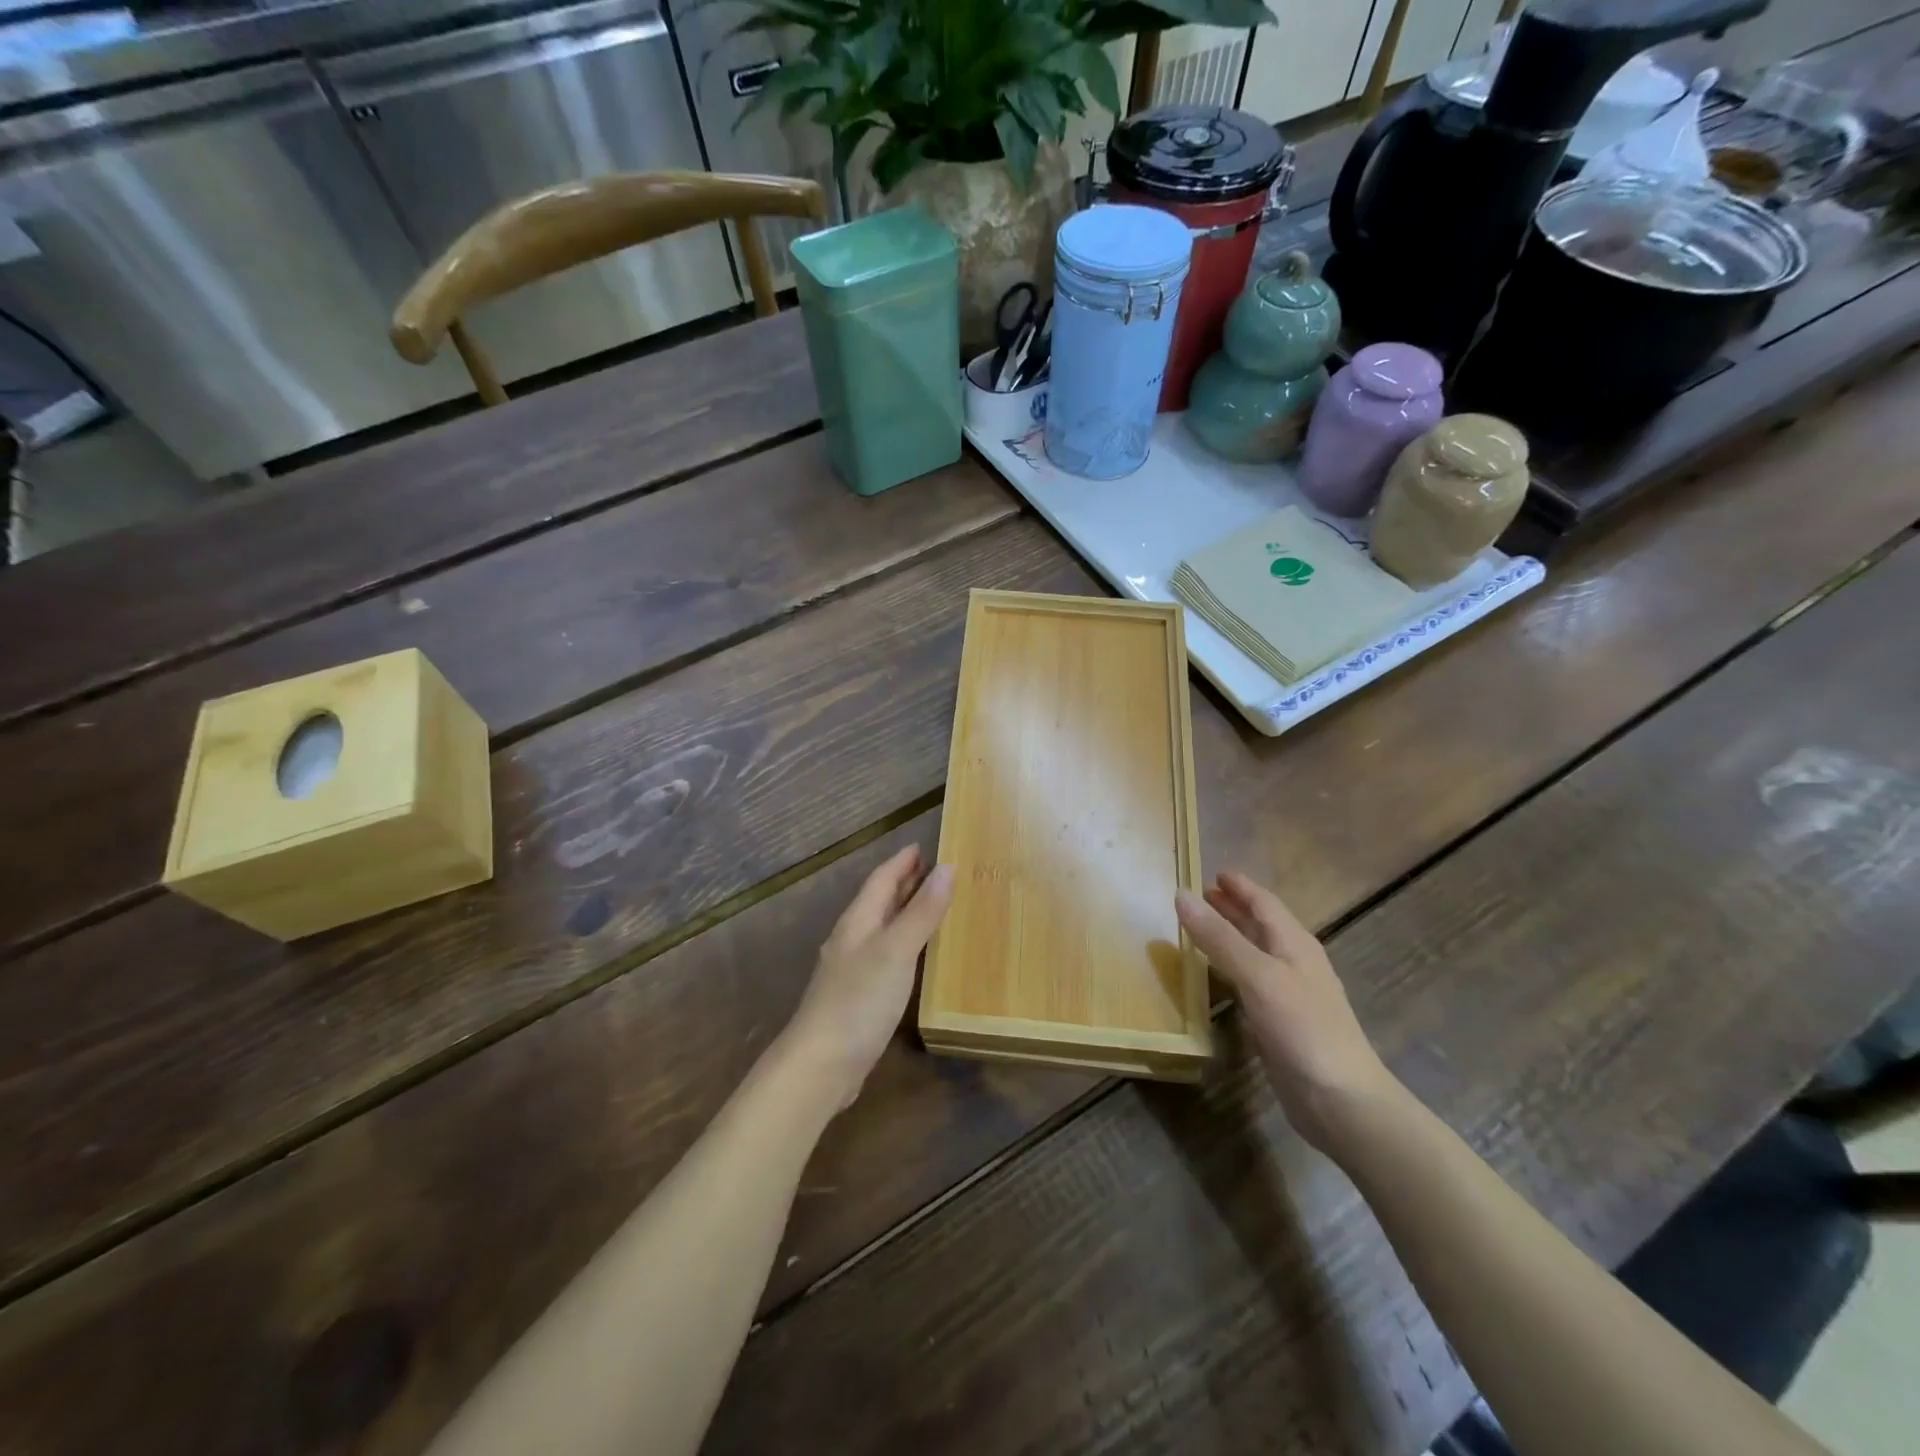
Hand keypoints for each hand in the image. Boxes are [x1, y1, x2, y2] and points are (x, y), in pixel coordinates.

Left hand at [784, 845, 954, 1110]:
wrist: (821, 1065)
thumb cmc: (859, 1000)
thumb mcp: (897, 951)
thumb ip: (922, 911)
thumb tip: (947, 867)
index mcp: (858, 921)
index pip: (881, 879)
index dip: (902, 862)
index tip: (924, 846)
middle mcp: (853, 939)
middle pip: (880, 901)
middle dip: (905, 883)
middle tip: (936, 871)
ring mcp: (853, 969)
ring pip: (882, 928)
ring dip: (905, 912)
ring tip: (933, 905)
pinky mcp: (859, 997)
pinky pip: (886, 955)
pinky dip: (904, 943)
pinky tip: (916, 956)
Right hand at [1176, 871, 1394, 1152]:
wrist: (1341, 1100)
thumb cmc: (1303, 1028)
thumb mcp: (1258, 975)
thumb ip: (1219, 937)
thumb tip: (1181, 895)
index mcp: (1294, 944)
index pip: (1264, 903)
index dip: (1240, 886)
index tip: (1213, 872)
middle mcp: (1294, 963)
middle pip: (1261, 925)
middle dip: (1233, 908)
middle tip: (1201, 896)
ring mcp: (1289, 995)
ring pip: (1256, 953)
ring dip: (1231, 937)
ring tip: (1200, 929)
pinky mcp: (1281, 1023)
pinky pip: (1251, 983)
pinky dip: (1231, 970)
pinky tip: (1216, 978)